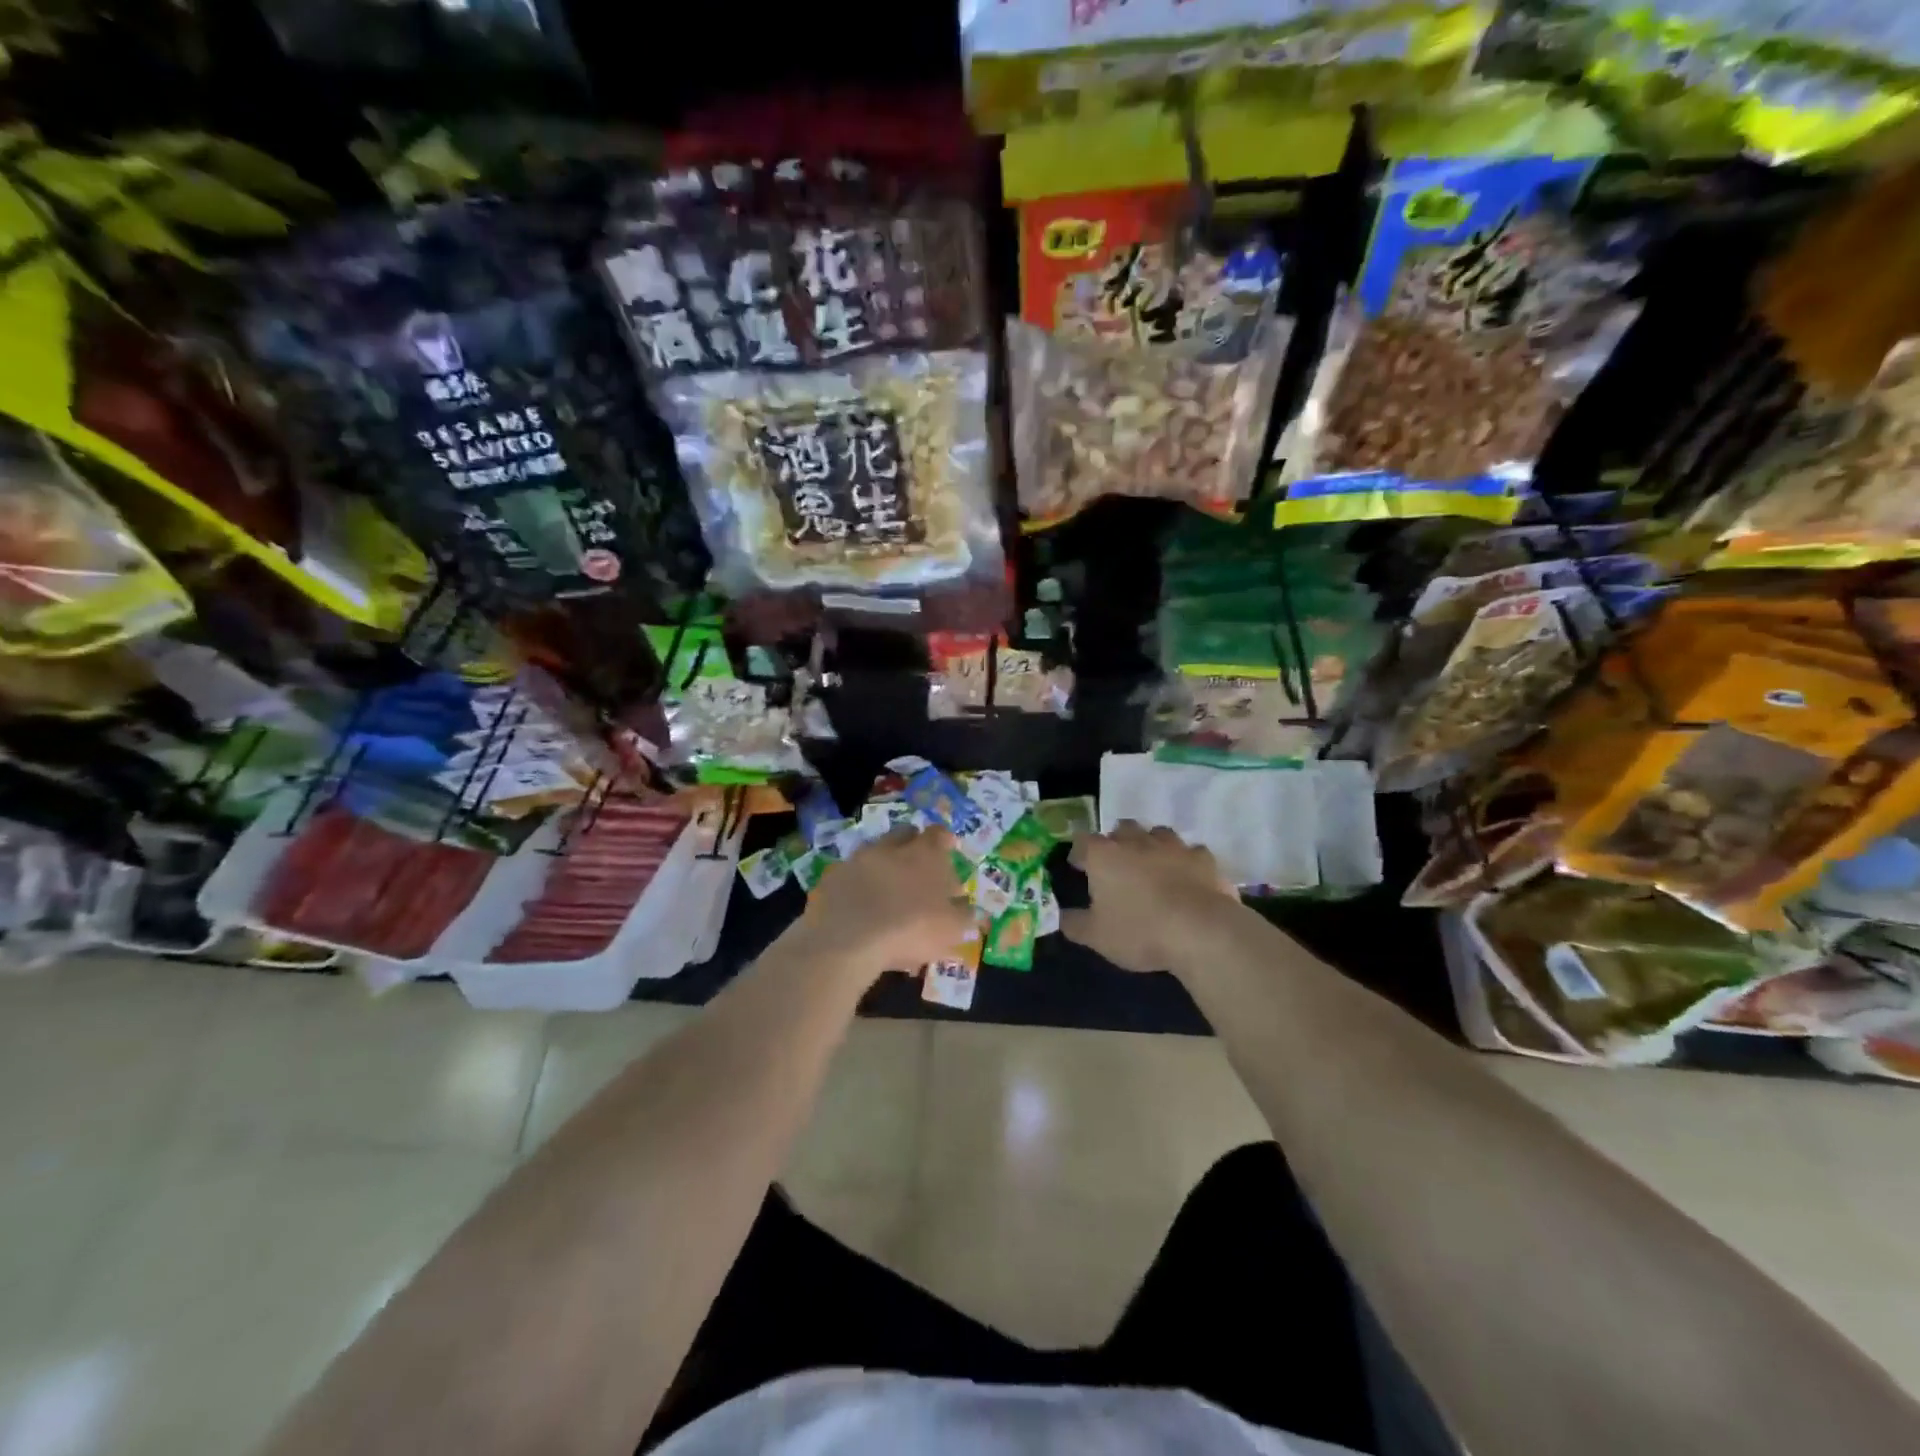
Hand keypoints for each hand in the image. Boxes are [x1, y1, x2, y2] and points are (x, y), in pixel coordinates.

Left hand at [796, 826, 972, 979]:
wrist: (848, 939)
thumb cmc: (911, 929)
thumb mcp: (951, 929)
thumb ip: (964, 915)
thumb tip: (967, 907)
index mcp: (925, 854)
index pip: (939, 834)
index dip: (944, 841)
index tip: (948, 850)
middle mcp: (891, 847)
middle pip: (905, 835)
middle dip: (912, 847)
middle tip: (917, 869)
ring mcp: (858, 859)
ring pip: (876, 853)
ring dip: (884, 865)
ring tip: (888, 892)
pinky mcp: (833, 877)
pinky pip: (851, 875)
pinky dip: (859, 885)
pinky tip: (861, 907)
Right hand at [1062, 821, 1237, 974]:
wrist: (1201, 931)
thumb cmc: (1140, 931)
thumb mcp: (1096, 937)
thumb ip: (1074, 924)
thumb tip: (1062, 916)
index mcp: (1104, 856)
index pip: (1083, 842)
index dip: (1080, 853)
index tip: (1079, 867)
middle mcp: (1136, 841)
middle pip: (1122, 829)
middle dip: (1117, 842)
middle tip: (1118, 865)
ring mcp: (1173, 846)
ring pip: (1157, 833)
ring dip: (1152, 845)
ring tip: (1152, 866)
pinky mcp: (1203, 858)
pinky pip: (1191, 852)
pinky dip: (1185, 861)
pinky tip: (1187, 877)